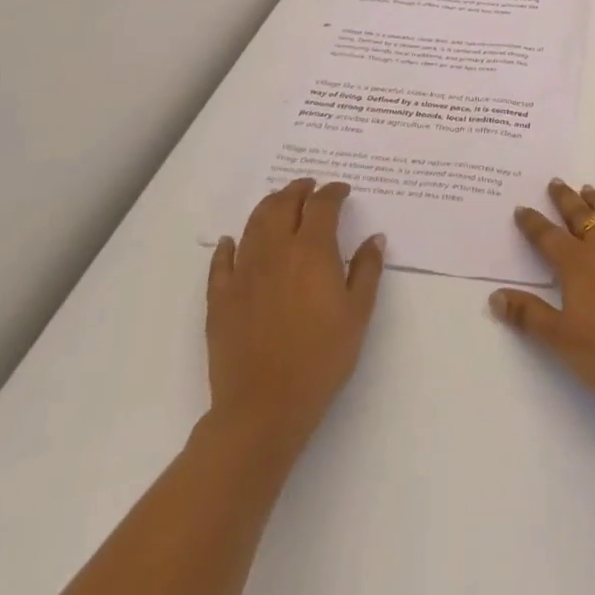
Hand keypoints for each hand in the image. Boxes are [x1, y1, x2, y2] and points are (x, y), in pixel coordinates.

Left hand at [202, 178, 385, 457]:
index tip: (342, 191)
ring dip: (269, 206)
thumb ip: (367, 270)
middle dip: (299, 190)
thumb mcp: (358, 314)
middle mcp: (275, 251)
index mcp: (312, 251)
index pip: (322, 205)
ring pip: (254, 223)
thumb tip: (374, 238)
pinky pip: (221, 261)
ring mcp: (243, 273)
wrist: (263, 408)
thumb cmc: (321, 360)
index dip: (333, 192)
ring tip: (280, 202)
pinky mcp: (220, 298)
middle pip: (284, 204)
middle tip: (310, 186)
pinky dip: (228, 245)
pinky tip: (232, 241)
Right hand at [490, 178, 594, 410]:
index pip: (548, 237)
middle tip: (556, 182)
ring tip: (589, 190)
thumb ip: (530, 316)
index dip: (532, 223)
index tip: (522, 208)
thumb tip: (495, 296)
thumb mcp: (563, 340)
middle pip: (580, 216)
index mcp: (577, 264)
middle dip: (565, 199)